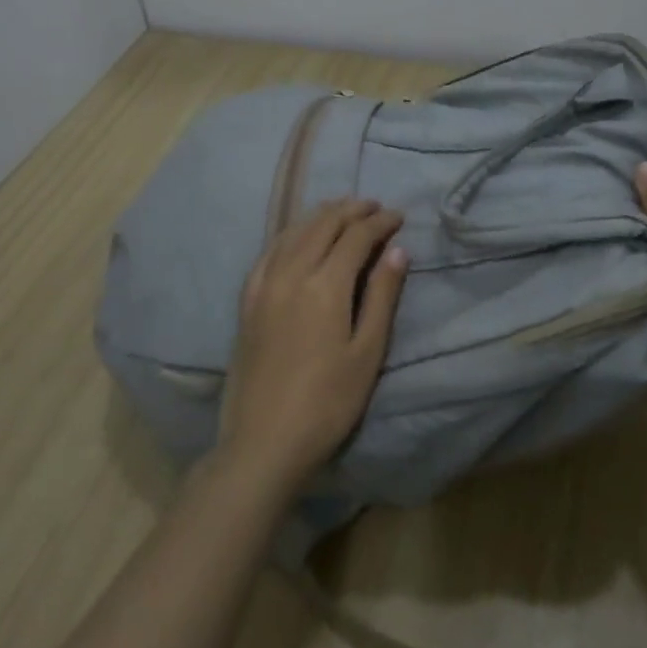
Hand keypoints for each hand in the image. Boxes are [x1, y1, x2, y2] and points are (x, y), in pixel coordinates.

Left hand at [216, 198, 408, 494]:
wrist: (264, 440)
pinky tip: (297, 236)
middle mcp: (291, 274)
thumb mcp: (367, 352)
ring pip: (293, 232)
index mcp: (325, 286)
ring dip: (321, 216)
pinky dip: (290, 234)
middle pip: (322, 225)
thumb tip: (398, 251)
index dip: (379, 222)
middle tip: (375, 207)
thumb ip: (382, 296)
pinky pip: (269, 251)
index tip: (399, 217)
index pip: (356, 237)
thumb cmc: (328, 402)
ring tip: (342, 210)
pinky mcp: (248, 301)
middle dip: (351, 210)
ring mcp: (263, 285)